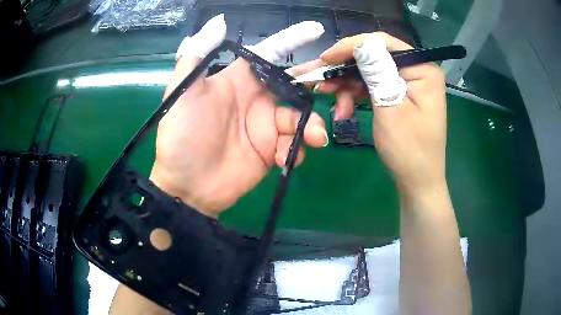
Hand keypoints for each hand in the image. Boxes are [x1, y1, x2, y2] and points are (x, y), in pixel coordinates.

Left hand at [150, 15, 328, 217]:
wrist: (186, 187)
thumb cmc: (181, 137)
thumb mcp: (181, 93)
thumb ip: (196, 56)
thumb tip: (219, 21)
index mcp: (238, 80)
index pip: (270, 52)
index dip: (292, 39)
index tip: (316, 29)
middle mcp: (256, 99)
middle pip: (294, 84)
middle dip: (313, 83)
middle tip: (334, 87)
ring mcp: (266, 127)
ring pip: (301, 117)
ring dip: (312, 125)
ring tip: (314, 138)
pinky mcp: (271, 151)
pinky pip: (294, 144)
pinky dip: (296, 149)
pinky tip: (282, 159)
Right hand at [296, 33, 446, 192]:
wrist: (417, 181)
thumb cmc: (409, 149)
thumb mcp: (390, 107)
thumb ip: (376, 71)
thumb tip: (359, 43)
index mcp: (421, 68)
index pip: (382, 44)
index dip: (351, 47)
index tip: (325, 59)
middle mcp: (416, 70)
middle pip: (373, 58)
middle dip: (345, 71)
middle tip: (319, 82)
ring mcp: (407, 82)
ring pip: (369, 73)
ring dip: (348, 87)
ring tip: (334, 106)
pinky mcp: (398, 94)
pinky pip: (372, 87)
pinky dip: (356, 96)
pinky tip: (344, 111)